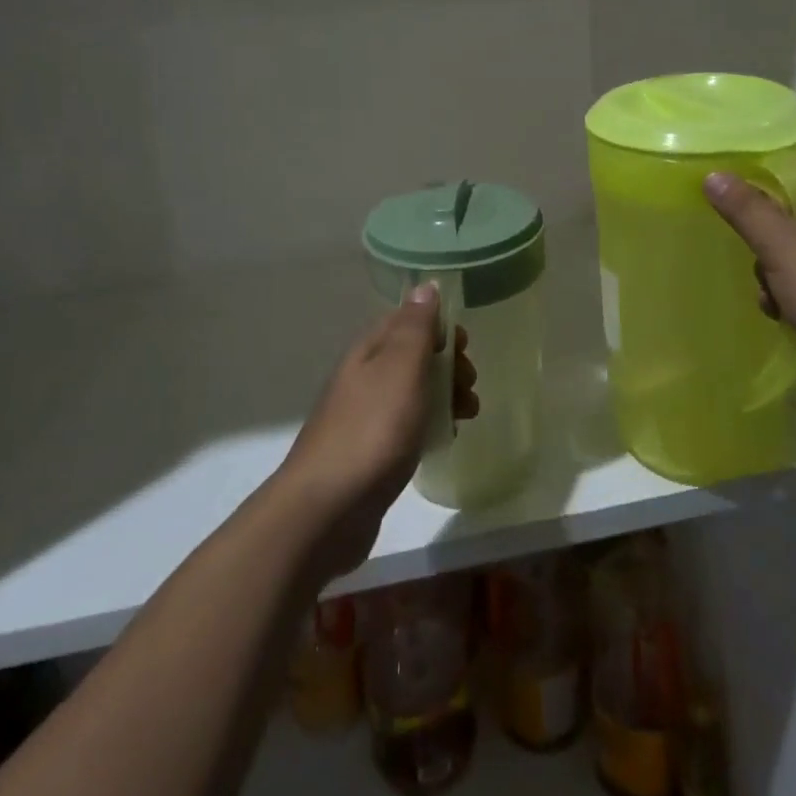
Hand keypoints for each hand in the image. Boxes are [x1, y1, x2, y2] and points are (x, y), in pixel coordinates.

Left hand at [276, 286, 478, 577]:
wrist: (327, 509)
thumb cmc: (373, 430)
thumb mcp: (401, 369)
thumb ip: (416, 327)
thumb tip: (425, 285)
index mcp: (369, 351)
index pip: (407, 321)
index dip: (440, 328)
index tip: (466, 348)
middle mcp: (363, 377)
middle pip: (412, 357)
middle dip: (448, 365)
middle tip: (469, 387)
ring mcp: (363, 416)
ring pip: (412, 392)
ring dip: (444, 396)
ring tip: (467, 416)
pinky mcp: (369, 452)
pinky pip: (406, 425)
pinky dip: (429, 425)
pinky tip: (443, 441)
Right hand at [703, 169, 795, 418]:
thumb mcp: (783, 248)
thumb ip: (746, 209)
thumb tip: (714, 174)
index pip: (795, 174)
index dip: (758, 188)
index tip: (730, 209)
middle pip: (792, 214)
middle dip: (765, 244)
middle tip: (758, 263)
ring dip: (774, 275)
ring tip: (772, 299)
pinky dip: (793, 294)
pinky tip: (783, 315)